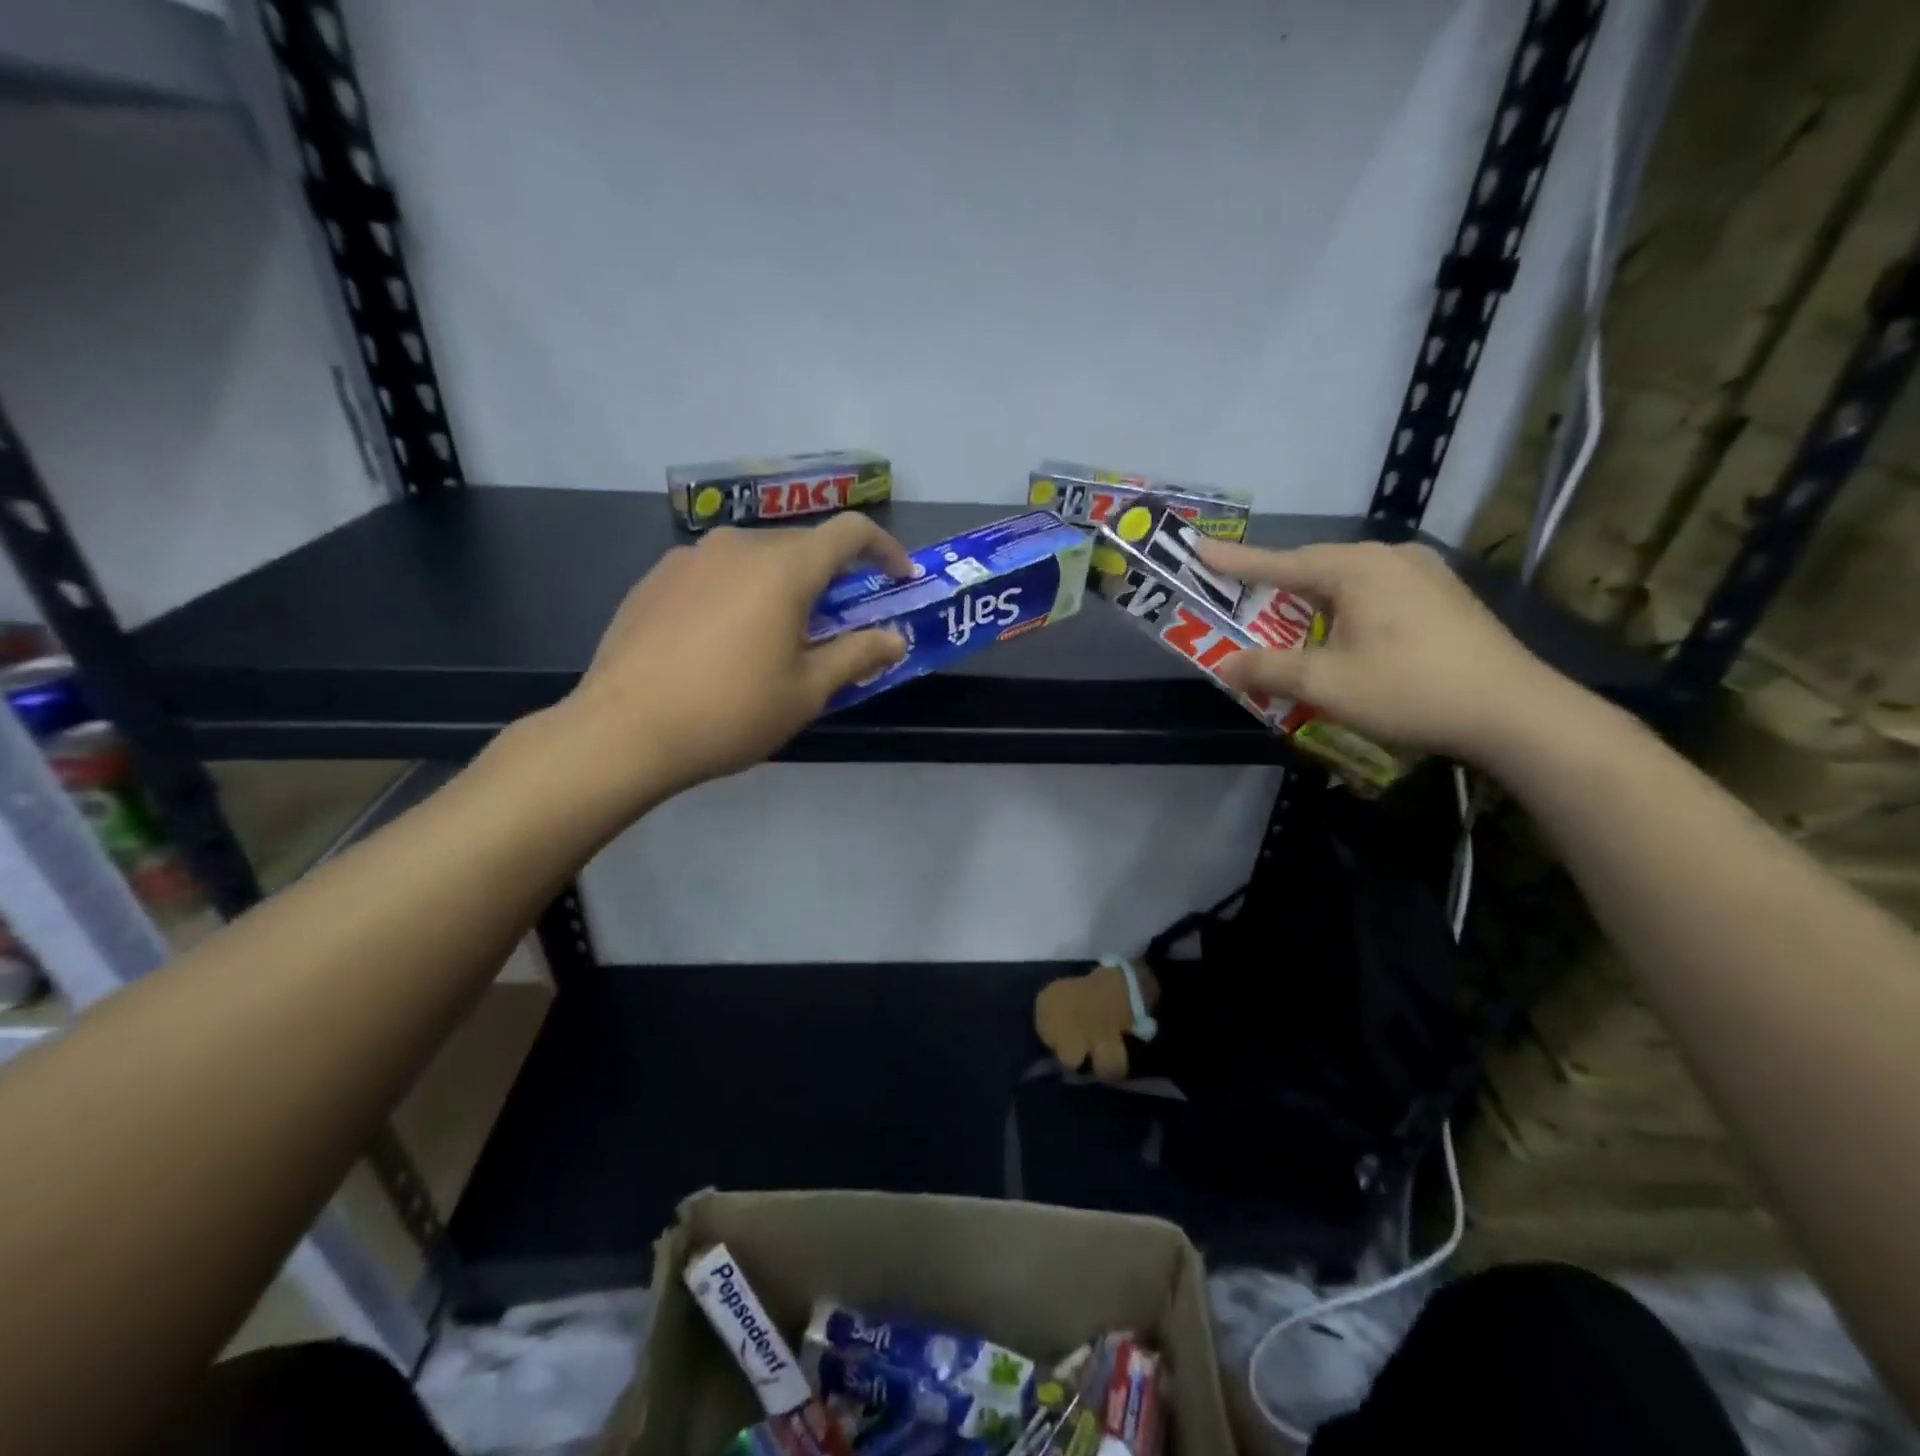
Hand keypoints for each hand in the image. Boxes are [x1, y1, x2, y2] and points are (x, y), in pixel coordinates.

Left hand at [564, 516, 913, 800]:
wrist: (622, 732)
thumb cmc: (730, 712)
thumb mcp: (807, 691)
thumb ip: (857, 656)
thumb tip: (894, 639)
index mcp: (782, 567)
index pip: (849, 532)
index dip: (884, 549)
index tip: (898, 578)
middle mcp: (736, 546)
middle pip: (801, 545)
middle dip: (831, 577)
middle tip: (837, 625)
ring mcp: (688, 558)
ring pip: (755, 558)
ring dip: (782, 586)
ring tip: (777, 636)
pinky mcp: (654, 579)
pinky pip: (715, 573)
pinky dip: (739, 594)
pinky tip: (724, 641)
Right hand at [1197, 539, 1574, 761]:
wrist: (1515, 712)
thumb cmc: (1410, 689)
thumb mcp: (1326, 684)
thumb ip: (1269, 670)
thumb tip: (1223, 666)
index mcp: (1358, 568)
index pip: (1281, 562)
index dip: (1236, 561)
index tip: (1199, 549)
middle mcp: (1391, 557)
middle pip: (1315, 568)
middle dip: (1274, 587)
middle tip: (1239, 598)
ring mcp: (1424, 574)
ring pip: (1348, 582)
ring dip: (1312, 603)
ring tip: (1288, 625)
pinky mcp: (1444, 597)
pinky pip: (1376, 593)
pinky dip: (1345, 610)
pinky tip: (1345, 636)